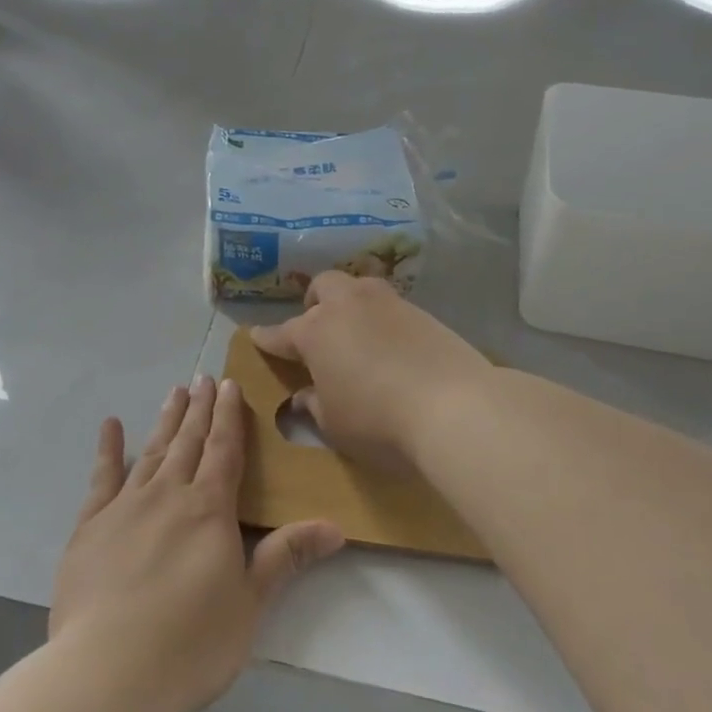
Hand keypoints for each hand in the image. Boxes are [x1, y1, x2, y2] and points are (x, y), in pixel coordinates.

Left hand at [50, 376, 343, 711]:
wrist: (109, 669)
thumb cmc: (191, 642)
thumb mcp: (250, 603)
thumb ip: (286, 557)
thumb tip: (336, 527)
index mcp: (209, 509)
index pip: (224, 450)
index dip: (229, 416)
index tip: (230, 384)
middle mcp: (168, 494)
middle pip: (188, 441)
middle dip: (200, 409)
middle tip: (204, 378)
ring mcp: (125, 506)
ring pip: (151, 451)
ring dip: (166, 420)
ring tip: (175, 392)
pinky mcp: (89, 526)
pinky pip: (101, 477)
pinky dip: (108, 449)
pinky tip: (110, 425)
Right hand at [251, 272, 493, 469]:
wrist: (455, 406)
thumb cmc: (379, 421)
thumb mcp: (335, 425)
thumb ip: (315, 406)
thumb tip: (306, 395)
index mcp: (316, 331)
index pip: (282, 333)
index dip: (268, 338)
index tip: (256, 336)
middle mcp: (348, 306)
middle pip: (323, 287)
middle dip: (314, 303)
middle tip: (317, 328)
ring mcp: (388, 304)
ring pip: (360, 288)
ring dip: (351, 304)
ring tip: (357, 333)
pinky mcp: (423, 312)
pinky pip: (391, 307)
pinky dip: (383, 320)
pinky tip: (391, 345)